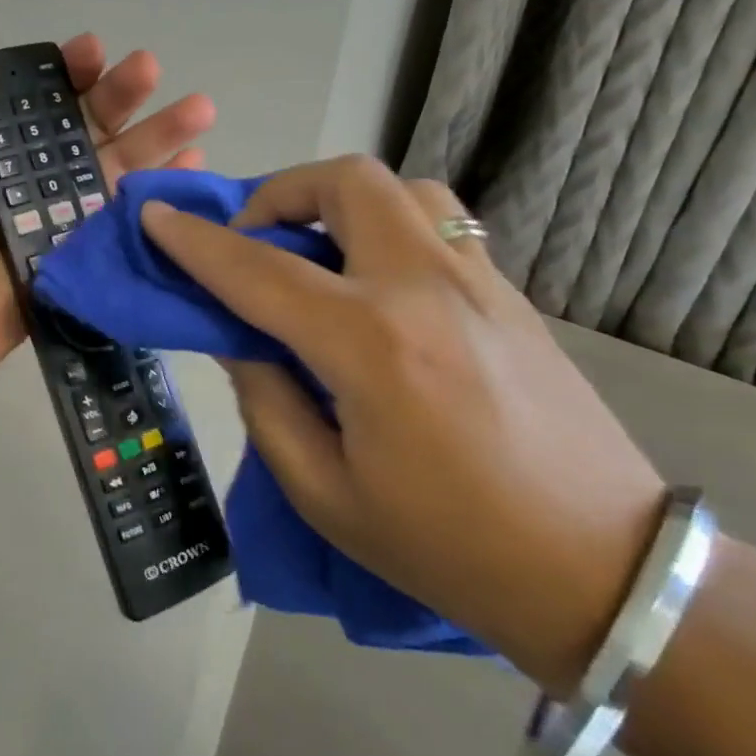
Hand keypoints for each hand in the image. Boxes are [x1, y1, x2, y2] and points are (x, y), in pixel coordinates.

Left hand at [0, 0, 214, 379]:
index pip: (45, 88)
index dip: (71, 65)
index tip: (92, 50)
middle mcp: (38, 163)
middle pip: (92, 118)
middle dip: (124, 90)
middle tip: (149, 68)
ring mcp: (67, 204)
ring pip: (123, 158)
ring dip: (162, 130)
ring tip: (201, 109)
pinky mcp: (89, 241)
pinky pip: (132, 208)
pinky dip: (164, 186)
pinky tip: (194, 165)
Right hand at [138, 156, 665, 693]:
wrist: (601, 572)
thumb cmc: (446, 547)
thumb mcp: (324, 491)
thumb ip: (265, 399)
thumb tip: (237, 338)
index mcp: (369, 345)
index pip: (258, 271)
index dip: (195, 242)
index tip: (155, 216)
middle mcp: (424, 289)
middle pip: (345, 183)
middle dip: (279, 192)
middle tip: (254, 242)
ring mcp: (478, 282)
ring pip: (401, 188)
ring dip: (340, 201)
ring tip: (316, 252)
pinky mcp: (509, 293)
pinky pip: (438, 222)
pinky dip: (386, 224)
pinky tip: (373, 280)